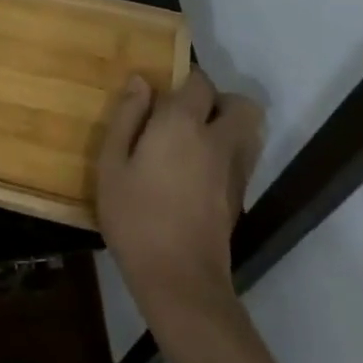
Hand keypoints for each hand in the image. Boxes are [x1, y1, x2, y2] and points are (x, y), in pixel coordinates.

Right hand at [97, 68, 263, 315]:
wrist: (180, 282)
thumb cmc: (136, 218)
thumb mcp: (112, 165)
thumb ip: (127, 117)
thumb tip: (142, 82)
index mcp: (182, 123)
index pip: (200, 81)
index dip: (185, 80)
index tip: (164, 93)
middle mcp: (216, 139)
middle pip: (240, 104)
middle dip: (220, 101)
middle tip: (188, 115)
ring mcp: (234, 170)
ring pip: (249, 132)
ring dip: (231, 127)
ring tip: (198, 141)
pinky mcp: (240, 198)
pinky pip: (244, 159)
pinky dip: (230, 155)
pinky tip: (201, 173)